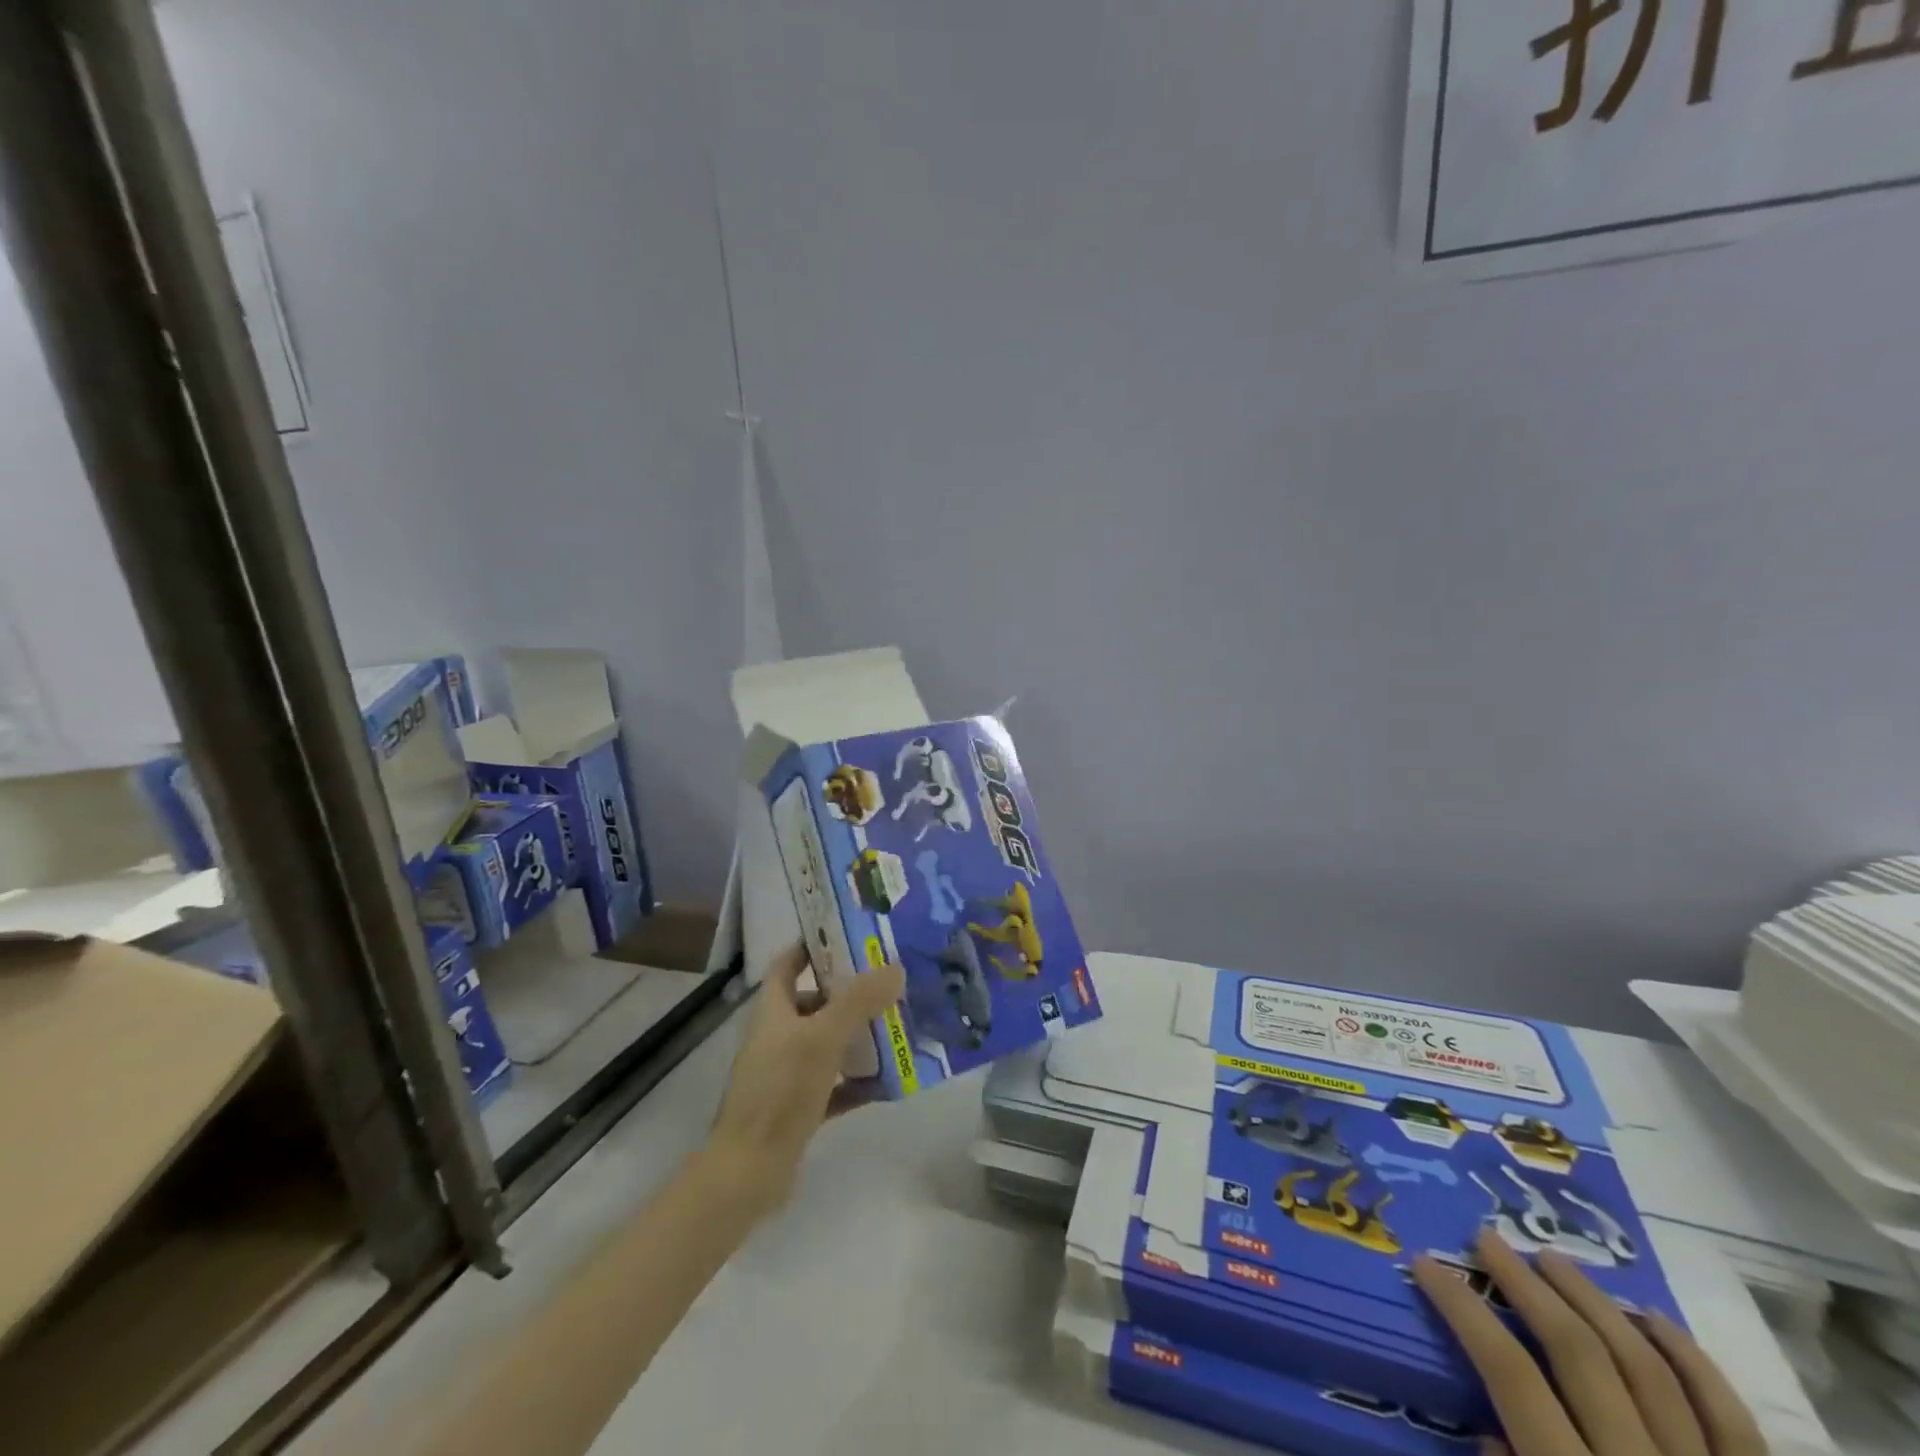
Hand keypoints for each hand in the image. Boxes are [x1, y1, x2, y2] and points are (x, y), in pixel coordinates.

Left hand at [703, 943, 906, 1219]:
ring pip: (827, 1043)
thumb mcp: (822, 1038)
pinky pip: (835, 1085)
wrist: (748, 1173)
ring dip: (858, 1035)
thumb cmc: (780, 1092)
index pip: (788, 964)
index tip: (850, 934)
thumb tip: (895, 967)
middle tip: (889, 980)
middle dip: (849, 991)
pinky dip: (858, 1081)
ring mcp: (787, 1075)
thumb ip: (858, 1001)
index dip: (812, 945)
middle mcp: (778, 1037)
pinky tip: (889, 1081)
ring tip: (898, 1024)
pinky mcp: (798, 1108)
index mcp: (773, 1011)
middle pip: (814, 1002)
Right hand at [1413, 1229, 1765, 1455]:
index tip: (1427, 1264)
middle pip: (1578, 1354)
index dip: (1464, 1311)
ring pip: (1648, 1366)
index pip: (1510, 1376)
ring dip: (1594, 1302)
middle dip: (1525, 1286)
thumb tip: (1491, 1436)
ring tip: (1553, 1258)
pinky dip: (1690, 1359)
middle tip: (1487, 1239)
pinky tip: (1650, 1317)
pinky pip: (1732, 1418)